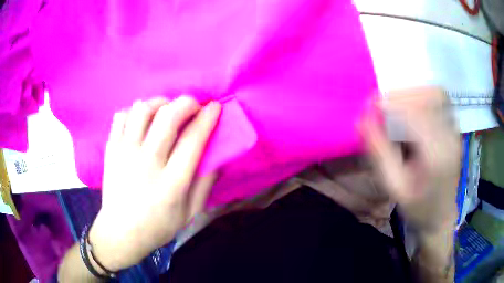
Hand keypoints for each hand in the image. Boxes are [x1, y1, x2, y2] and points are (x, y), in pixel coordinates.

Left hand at [89, 96, 220, 270]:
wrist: (121, 233)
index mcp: (171, 183)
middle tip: (193, 106)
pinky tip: (141, 120)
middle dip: (186, 103)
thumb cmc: (157, 226)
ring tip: (166, 110)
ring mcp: (124, 153)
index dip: (207, 118)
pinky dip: (134, 111)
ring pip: (142, 110)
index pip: (193, 139)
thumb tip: (217, 157)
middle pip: (168, 117)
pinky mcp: (110, 150)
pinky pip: (121, 117)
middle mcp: (147, 163)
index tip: (214, 107)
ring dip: (159, 103)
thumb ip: (205, 185)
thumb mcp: (189, 214)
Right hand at [361, 87, 460, 231]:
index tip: (368, 105)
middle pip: (428, 97)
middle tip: (380, 103)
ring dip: (412, 93)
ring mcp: (455, 131)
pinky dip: (422, 97)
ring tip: (395, 104)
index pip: (414, 114)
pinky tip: (411, 109)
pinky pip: (440, 101)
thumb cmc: (417, 208)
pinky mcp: (454, 129)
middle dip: (401, 95)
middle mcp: (450, 137)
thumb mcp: (394, 188)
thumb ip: (379, 153)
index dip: (390, 104)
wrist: (441, 216)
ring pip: (436, 94)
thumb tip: (362, 120)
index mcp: (436, 156)